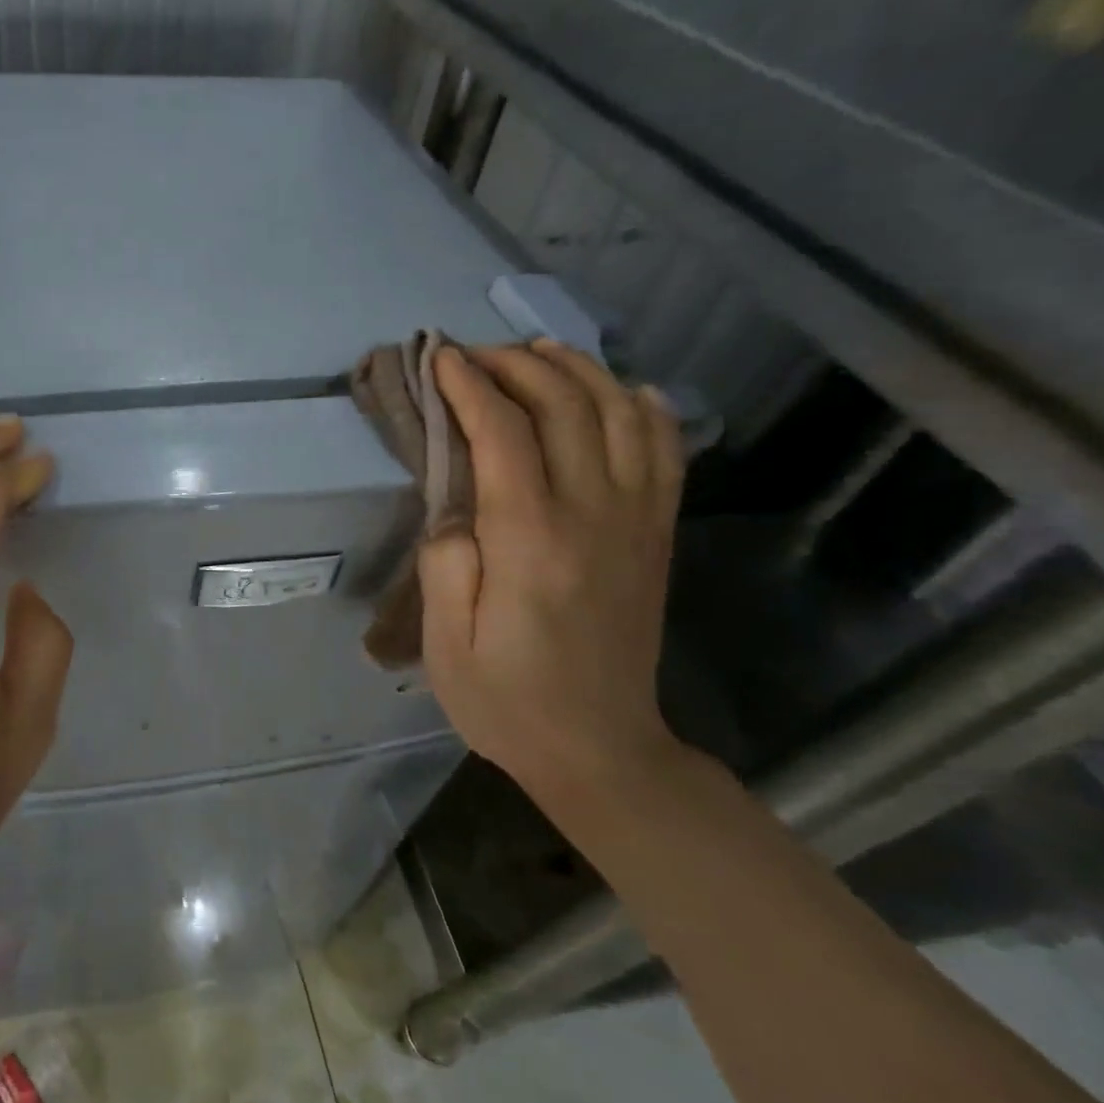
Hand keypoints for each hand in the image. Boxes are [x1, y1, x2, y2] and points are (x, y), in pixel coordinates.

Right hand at [418, 341, 683, 791]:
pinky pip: (663, 451)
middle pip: (566, 407)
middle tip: (474, 353)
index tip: (440, 357)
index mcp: (532, 542)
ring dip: (577, 371)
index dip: (470, 387)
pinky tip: (620, 390)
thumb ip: (445, 563)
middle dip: (516, 365)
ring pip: (621, 414)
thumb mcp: (447, 644)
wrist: (600, 749)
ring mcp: (636, 522)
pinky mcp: (655, 536)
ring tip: (536, 352)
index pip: (505, 435)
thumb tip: (456, 507)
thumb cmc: (506, 700)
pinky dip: (643, 407)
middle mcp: (594, 516)